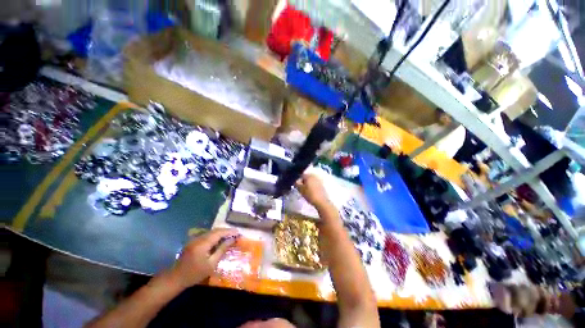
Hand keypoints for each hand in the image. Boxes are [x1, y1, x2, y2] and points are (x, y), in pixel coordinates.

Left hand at [171, 228, 239, 288]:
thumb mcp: (211, 264)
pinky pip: (207, 235)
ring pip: (211, 232)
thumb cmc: (195, 274)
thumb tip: (232, 240)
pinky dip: (215, 236)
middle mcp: (199, 238)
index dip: (230, 231)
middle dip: (226, 231)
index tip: (239, 232)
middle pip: (215, 230)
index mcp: (203, 244)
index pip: (219, 233)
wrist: (176, 278)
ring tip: (230, 236)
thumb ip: (222, 250)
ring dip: (221, 233)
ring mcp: (195, 239)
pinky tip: (219, 240)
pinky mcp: (193, 241)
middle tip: (236, 234)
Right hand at [295, 174, 328, 207]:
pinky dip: (313, 187)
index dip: (298, 181)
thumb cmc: (310, 195)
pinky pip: (315, 184)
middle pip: (307, 178)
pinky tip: (311, 192)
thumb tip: (296, 181)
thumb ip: (297, 184)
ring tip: (306, 191)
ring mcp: (319, 180)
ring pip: (311, 181)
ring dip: (308, 184)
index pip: (301, 175)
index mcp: (309, 176)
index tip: (297, 186)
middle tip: (301, 188)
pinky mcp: (322, 185)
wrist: (321, 201)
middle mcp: (314, 176)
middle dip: (304, 182)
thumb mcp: (301, 190)